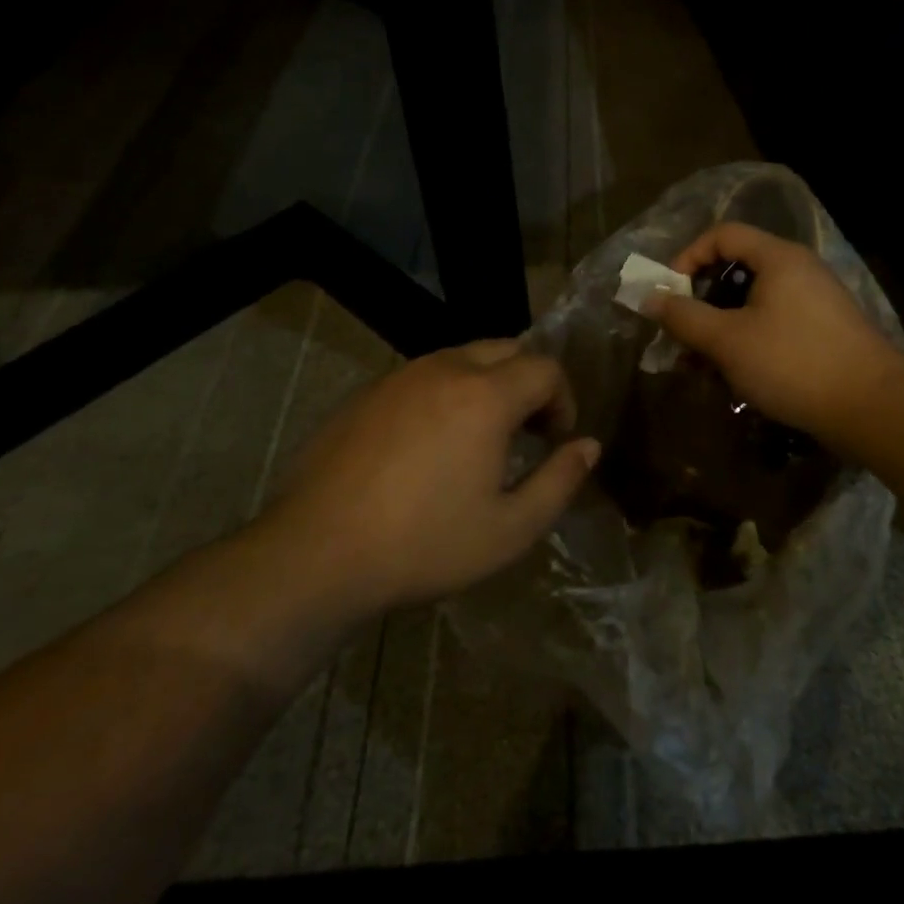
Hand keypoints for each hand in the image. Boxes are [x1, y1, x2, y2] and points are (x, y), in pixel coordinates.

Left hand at [254, 340, 598, 615]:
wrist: (315, 554)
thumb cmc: (424, 544)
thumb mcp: (511, 529)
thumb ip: (560, 481)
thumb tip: (588, 446)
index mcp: (486, 395)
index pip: (546, 368)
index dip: (563, 400)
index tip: (554, 441)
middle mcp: (444, 369)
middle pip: (506, 349)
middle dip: (528, 383)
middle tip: (524, 433)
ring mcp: (399, 377)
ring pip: (461, 358)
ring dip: (486, 385)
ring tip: (478, 439)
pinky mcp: (365, 393)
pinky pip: (422, 376)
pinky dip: (444, 393)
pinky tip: (427, 445)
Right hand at [646, 222, 903, 455]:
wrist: (873, 407)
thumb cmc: (793, 363)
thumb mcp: (728, 340)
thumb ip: (684, 316)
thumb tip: (650, 297)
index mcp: (778, 258)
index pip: (723, 235)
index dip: (688, 257)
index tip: (669, 294)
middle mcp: (799, 270)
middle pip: (737, 269)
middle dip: (701, 303)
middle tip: (682, 336)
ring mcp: (816, 301)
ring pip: (754, 303)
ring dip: (721, 329)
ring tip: (703, 367)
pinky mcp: (825, 331)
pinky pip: (774, 324)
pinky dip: (748, 341)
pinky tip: (737, 377)